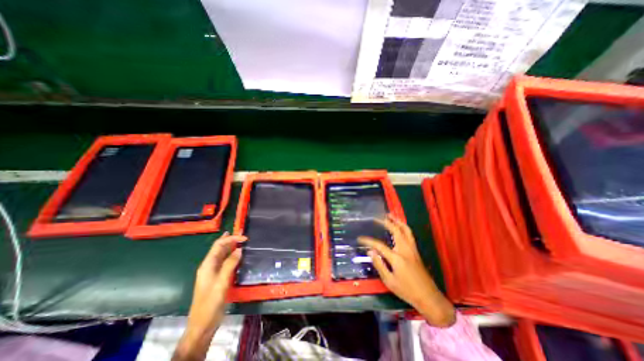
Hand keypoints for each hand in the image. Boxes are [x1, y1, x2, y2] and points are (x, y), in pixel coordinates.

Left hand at [174, 232, 246, 358]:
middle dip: (230, 239)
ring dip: (231, 246)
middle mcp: (209, 266)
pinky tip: (237, 254)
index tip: (244, 238)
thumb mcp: (221, 282)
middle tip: (241, 232)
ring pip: (223, 254)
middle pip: (220, 248)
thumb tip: (239, 249)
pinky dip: (232, 255)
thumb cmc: (210, 303)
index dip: (231, 239)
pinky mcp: (218, 277)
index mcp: (207, 265)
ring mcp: (213, 272)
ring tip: (240, 239)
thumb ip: (230, 264)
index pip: (219, 245)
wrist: (203, 324)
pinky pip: (225, 262)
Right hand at [361, 215, 453, 326]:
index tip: (360, 239)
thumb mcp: (389, 281)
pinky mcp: (416, 251)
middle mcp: (405, 250)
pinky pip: (409, 234)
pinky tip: (400, 227)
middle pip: (396, 231)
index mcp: (397, 258)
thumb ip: (379, 265)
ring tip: (390, 216)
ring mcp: (412, 249)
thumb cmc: (407, 291)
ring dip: (397, 221)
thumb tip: (371, 251)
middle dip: (387, 222)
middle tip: (378, 217)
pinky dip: (403, 227)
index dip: (368, 241)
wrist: (429, 298)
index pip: (379, 245)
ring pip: (406, 230)